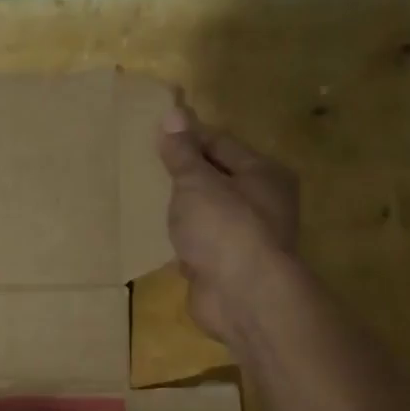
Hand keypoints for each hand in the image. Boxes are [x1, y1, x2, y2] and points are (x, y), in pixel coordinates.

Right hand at [158, 105, 300, 343]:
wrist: (243, 297)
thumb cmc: (224, 227)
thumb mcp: (196, 182)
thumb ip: (182, 152)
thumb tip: (173, 113)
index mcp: (263, 174)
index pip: (221, 143)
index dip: (189, 137)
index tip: (155, 133)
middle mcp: (262, 204)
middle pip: (217, 179)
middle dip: (185, 174)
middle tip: (146, 166)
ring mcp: (246, 239)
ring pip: (209, 214)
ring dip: (184, 211)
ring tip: (147, 199)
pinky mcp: (228, 268)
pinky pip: (201, 245)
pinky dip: (184, 242)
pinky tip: (160, 237)